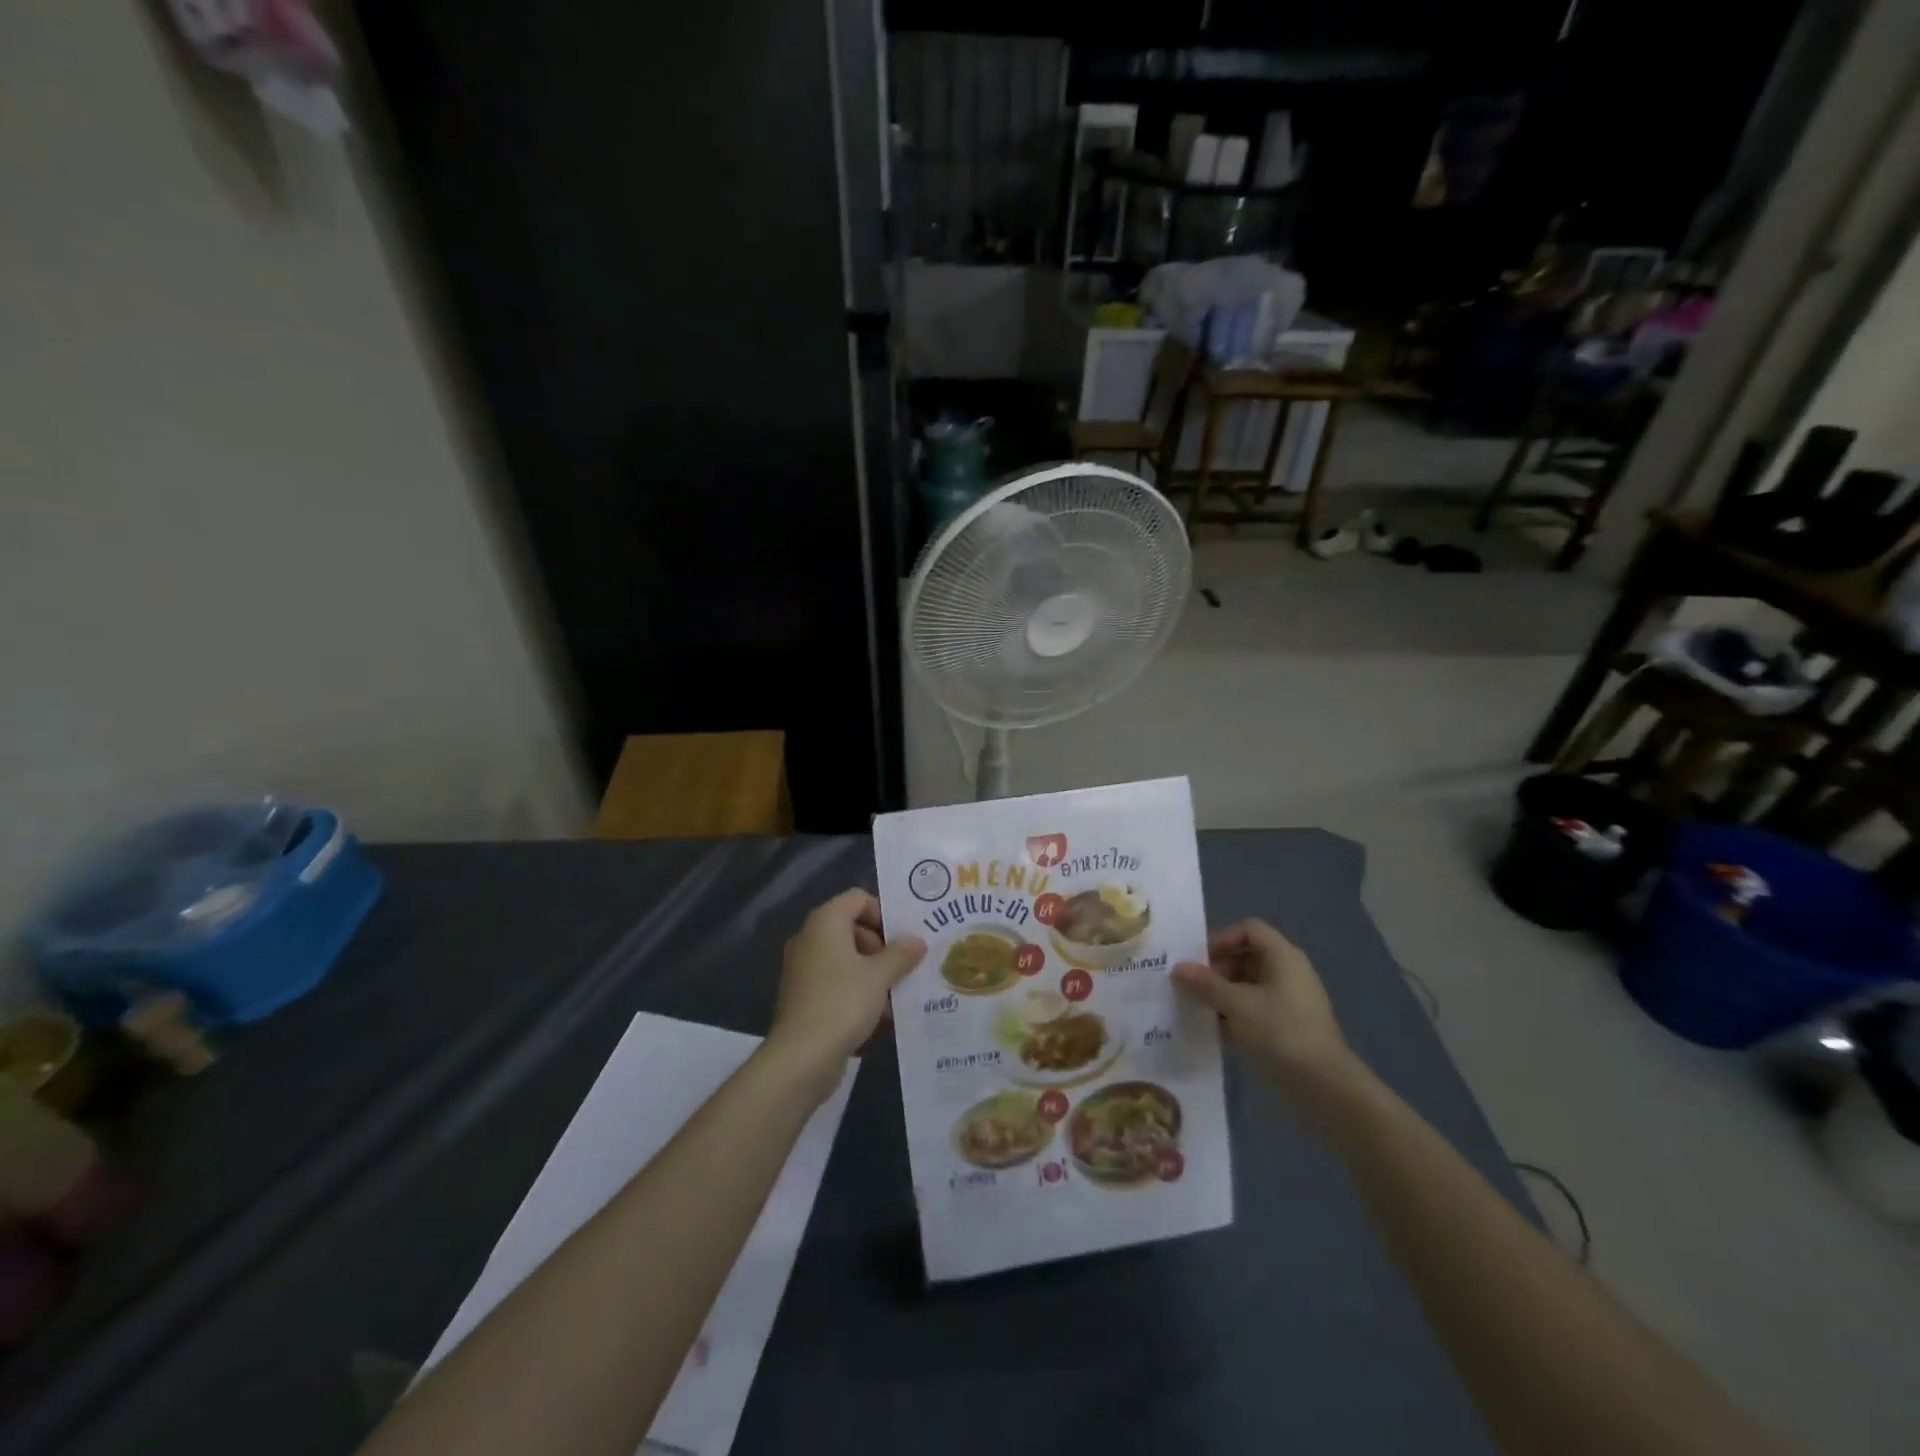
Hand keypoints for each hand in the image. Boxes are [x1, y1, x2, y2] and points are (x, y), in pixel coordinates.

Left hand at [767, 889, 925, 1090]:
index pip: (858, 898)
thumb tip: (916, 941)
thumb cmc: (843, 1002)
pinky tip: (879, 1015)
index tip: (903, 938)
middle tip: (903, 966)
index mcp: (825, 922)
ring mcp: (804, 968)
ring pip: (846, 958)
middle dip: (881, 946)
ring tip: (897, 994)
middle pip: (852, 927)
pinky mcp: (804, 996)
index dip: (883, 913)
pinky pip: (836, 982)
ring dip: (873, 972)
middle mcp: (810, 938)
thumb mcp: (880, 976)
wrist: (801, 1057)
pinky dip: (857, 991)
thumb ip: (901, 954)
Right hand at [1173, 921, 1369, 1119]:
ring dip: (1222, 995)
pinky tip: (1214, 1033)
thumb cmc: (1280, 1032)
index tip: (1199, 961)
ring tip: (1197, 1010)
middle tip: (1193, 989)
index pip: (1249, 929)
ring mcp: (1289, 1002)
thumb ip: (1205, 984)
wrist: (1326, 1088)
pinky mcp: (1287, 1028)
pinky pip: (1254, 1011)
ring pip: (1248, 987)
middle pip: (1246, 957)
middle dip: (1217, 970)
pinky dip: (1234, 1016)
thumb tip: (1178, 969)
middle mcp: (1288, 973)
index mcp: (1282, 957)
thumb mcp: (1236, 1005)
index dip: (1222, 939)